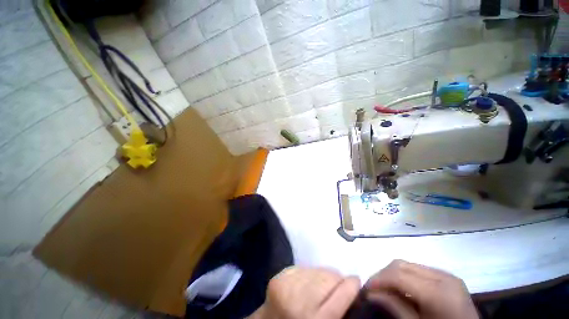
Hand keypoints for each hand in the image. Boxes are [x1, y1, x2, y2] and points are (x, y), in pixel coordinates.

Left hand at [251, 267, 359, 318]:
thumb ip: (340, 308)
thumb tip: (354, 287)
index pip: (343, 292)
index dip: (353, 284)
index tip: (356, 281)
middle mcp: (301, 301)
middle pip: (330, 277)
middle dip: (337, 279)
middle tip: (337, 287)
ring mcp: (287, 285)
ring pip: (318, 269)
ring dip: (323, 275)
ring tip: (320, 286)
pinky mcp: (280, 275)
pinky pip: (305, 267)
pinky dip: (309, 273)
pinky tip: (306, 283)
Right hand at [364, 260, 477, 318]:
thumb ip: (394, 308)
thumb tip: (370, 294)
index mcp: (439, 292)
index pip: (399, 275)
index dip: (378, 279)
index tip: (365, 288)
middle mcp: (443, 276)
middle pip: (402, 264)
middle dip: (383, 274)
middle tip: (373, 289)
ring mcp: (447, 275)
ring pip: (408, 264)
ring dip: (392, 274)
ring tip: (385, 288)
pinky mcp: (448, 277)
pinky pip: (419, 270)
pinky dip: (405, 276)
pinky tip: (402, 289)